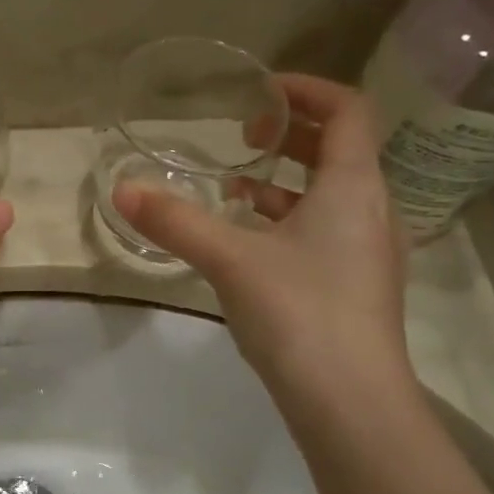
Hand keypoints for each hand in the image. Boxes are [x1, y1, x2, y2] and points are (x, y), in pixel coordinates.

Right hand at [112, 74, 409, 399]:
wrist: (351, 402)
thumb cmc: (300, 312)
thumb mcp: (229, 259)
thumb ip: (175, 221)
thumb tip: (121, 190)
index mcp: (354, 186)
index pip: (348, 110)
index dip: (306, 91)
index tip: (260, 93)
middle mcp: (372, 210)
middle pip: (341, 150)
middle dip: (292, 136)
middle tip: (244, 136)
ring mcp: (370, 251)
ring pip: (332, 194)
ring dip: (287, 182)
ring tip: (235, 188)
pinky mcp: (358, 286)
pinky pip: (326, 231)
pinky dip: (290, 221)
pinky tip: (250, 244)